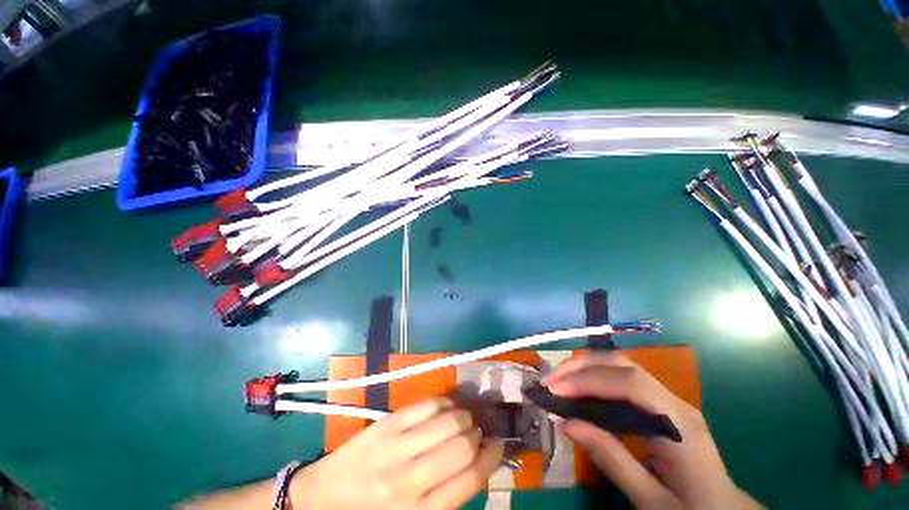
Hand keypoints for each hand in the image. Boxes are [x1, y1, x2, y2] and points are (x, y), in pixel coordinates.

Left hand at [290, 398, 503, 509]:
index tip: (499, 443)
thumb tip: (477, 462)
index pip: (470, 480)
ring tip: (464, 418)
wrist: (323, 499)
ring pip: (447, 421)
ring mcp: (396, 446)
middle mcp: (410, 480)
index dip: (491, 457)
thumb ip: (446, 496)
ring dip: (464, 416)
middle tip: (478, 432)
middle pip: (462, 446)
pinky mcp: (386, 424)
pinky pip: (426, 405)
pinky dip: (444, 403)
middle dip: (477, 435)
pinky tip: (446, 407)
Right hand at [542, 353, 761, 509]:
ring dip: (585, 368)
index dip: (588, 381)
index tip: (554, 390)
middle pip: (623, 365)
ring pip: (621, 367)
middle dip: (581, 367)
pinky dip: (595, 378)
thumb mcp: (651, 501)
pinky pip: (623, 380)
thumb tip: (567, 422)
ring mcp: (670, 400)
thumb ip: (611, 459)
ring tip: (558, 381)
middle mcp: (675, 403)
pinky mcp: (661, 404)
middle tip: (549, 380)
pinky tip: (580, 390)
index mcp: (679, 426)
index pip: (629, 385)